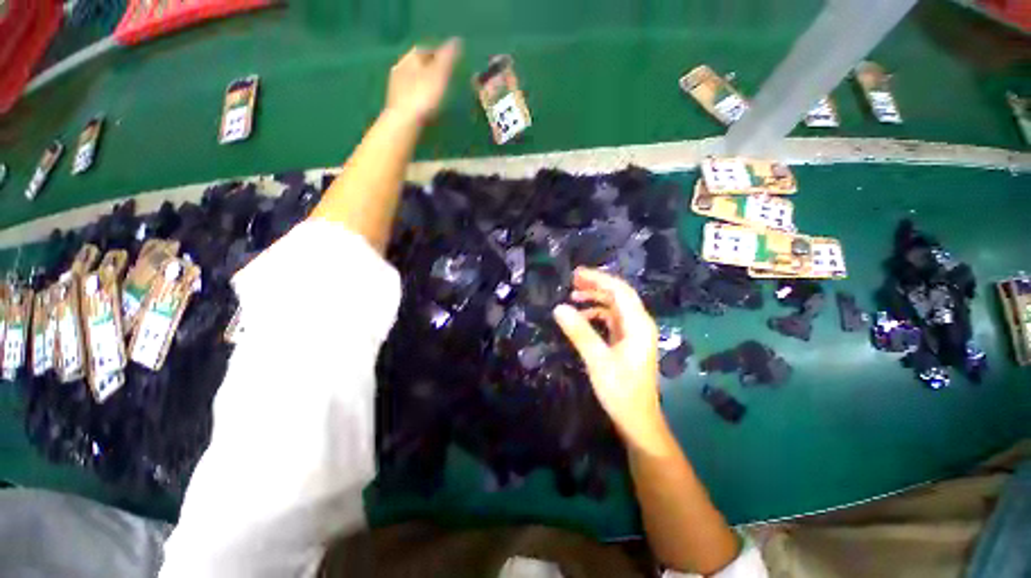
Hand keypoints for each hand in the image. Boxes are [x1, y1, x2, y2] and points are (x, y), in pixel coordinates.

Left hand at [385, 38, 461, 124]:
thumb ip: (448, 58)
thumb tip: (457, 41)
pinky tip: (426, 105)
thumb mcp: (440, 75)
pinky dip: (419, 95)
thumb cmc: (423, 96)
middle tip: (445, 77)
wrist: (404, 122)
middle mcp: (401, 68)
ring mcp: (396, 86)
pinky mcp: (396, 103)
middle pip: (418, 64)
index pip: (426, 49)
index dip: (439, 53)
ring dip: (424, 82)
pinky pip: (410, 94)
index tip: (451, 62)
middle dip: (431, 68)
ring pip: (413, 79)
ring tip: (437, 92)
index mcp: (411, 58)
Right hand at [553, 268, 668, 448]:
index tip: (576, 273)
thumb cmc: (620, 390)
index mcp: (638, 324)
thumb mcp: (597, 360)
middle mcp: (639, 324)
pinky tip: (582, 316)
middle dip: (596, 285)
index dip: (599, 279)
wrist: (637, 420)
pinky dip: (597, 313)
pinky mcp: (626, 341)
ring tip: (573, 295)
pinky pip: (611, 319)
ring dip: (596, 298)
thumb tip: (559, 308)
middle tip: (572, 280)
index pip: (620, 291)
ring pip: (614, 306)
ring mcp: (634, 333)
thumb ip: (579, 332)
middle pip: (619, 295)